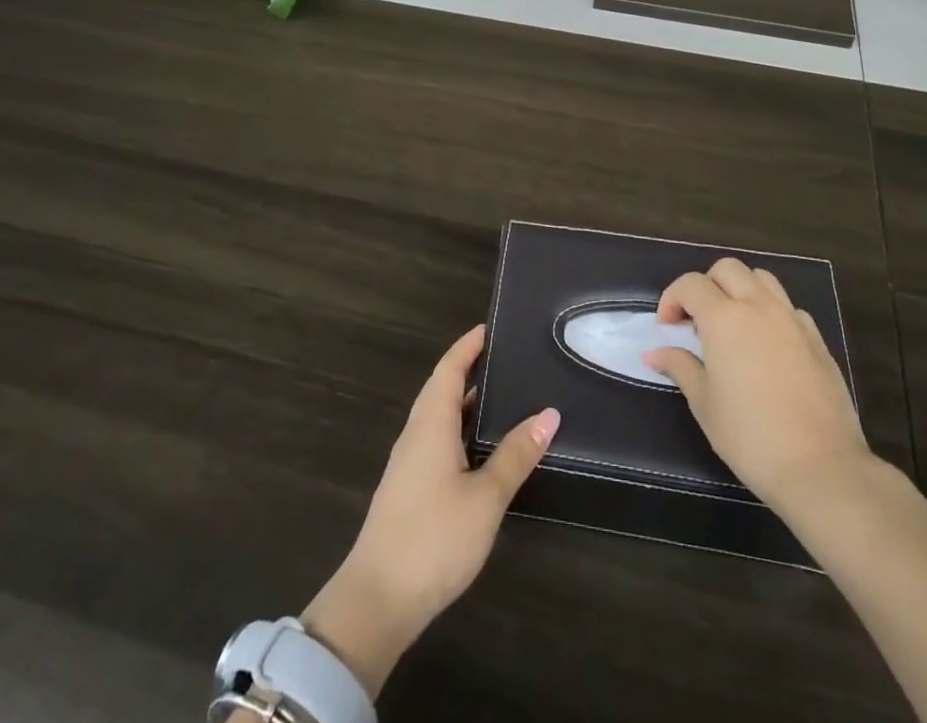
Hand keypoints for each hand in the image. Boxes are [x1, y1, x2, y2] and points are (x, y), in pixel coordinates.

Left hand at [302, 325, 558, 698]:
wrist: (378, 600)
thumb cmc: (434, 537)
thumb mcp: (485, 497)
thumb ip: (515, 455)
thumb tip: (548, 414)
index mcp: (431, 422)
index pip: (449, 368)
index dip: (468, 346)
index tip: (491, 327)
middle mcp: (417, 432)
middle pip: (442, 388)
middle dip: (470, 369)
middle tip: (507, 359)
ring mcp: (410, 462)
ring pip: (440, 416)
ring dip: (466, 402)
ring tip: (503, 397)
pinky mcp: (410, 487)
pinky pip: (437, 440)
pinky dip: (460, 429)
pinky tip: (482, 448)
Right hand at [644, 257, 871, 510]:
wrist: (822, 468)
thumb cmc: (750, 437)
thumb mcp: (704, 403)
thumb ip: (680, 367)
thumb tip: (654, 352)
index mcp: (724, 318)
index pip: (691, 284)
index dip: (672, 299)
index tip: (668, 328)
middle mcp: (759, 307)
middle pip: (728, 269)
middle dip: (706, 285)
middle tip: (698, 321)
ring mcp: (792, 320)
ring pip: (762, 279)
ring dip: (740, 290)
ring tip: (733, 325)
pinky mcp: (817, 340)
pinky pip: (788, 308)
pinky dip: (770, 313)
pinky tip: (766, 346)